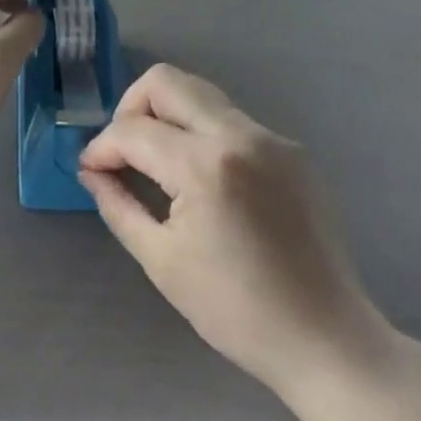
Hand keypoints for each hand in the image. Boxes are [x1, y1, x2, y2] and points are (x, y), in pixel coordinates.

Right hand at [78, 65, 388, 395]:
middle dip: (132, 107)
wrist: (328, 340)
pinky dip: (204, 135)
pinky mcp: (291, 148)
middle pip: (165, 80)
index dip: (102, 146)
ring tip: (160, 161)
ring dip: (168, 116)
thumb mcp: (163, 262)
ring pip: (199, 94)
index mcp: (204, 165)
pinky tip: (208, 181)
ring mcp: (270, 136)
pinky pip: (232, 121)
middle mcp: (238, 134)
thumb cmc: (238, 312)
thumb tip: (92, 170)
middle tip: (125, 149)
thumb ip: (119, 205)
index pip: (133, 129)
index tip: (92, 168)